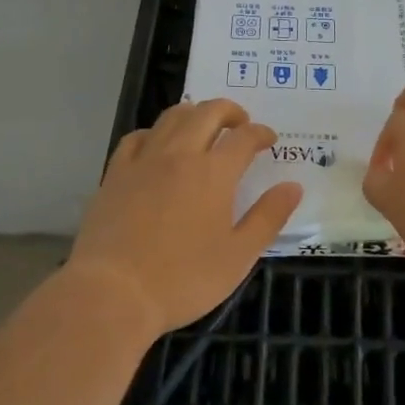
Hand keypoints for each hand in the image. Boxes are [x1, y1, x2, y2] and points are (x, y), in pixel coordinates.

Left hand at [71, 98, 302, 336]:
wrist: (112, 293)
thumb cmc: (182, 279)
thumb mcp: (238, 256)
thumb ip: (268, 217)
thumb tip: (293, 186)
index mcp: (214, 172)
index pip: (244, 137)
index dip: (260, 133)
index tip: (269, 140)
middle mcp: (180, 154)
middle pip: (208, 112)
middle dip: (230, 111)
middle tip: (240, 124)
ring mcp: (144, 160)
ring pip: (172, 117)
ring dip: (194, 113)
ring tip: (203, 125)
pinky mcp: (115, 174)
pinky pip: (137, 137)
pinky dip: (154, 132)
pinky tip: (157, 144)